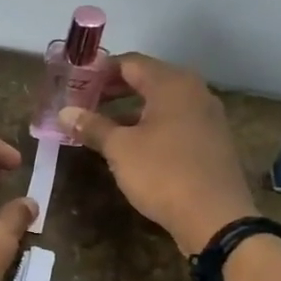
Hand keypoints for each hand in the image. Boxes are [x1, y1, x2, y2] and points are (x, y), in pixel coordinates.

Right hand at [59, 54, 256, 253]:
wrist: (215, 217)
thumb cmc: (163, 173)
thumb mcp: (120, 149)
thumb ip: (92, 126)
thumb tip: (65, 112)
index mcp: (172, 84)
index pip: (129, 63)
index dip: (99, 71)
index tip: (74, 83)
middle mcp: (194, 92)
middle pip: (147, 79)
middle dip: (113, 89)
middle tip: (83, 102)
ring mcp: (207, 116)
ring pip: (161, 102)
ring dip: (130, 109)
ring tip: (101, 124)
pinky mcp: (211, 141)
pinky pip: (174, 121)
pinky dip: (149, 125)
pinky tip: (132, 144)